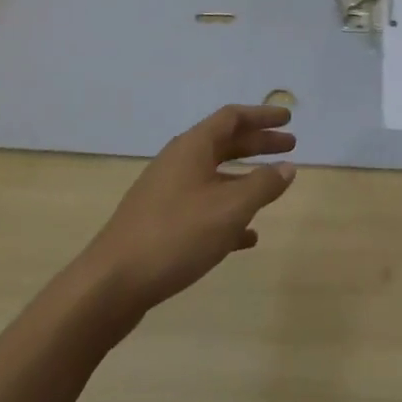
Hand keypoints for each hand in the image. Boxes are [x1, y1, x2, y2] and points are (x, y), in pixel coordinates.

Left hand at [79, 104, 297, 318]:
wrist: (111, 285)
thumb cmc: (176, 235)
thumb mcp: (230, 208)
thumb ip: (263, 185)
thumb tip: (287, 166)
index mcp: (192, 148)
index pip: (232, 118)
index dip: (262, 116)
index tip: (289, 119)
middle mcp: (178, 163)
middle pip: (224, 143)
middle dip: (258, 144)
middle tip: (290, 147)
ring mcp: (166, 194)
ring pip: (214, 176)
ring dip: (245, 179)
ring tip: (273, 188)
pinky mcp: (160, 224)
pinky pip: (203, 207)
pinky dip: (228, 212)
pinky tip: (247, 237)